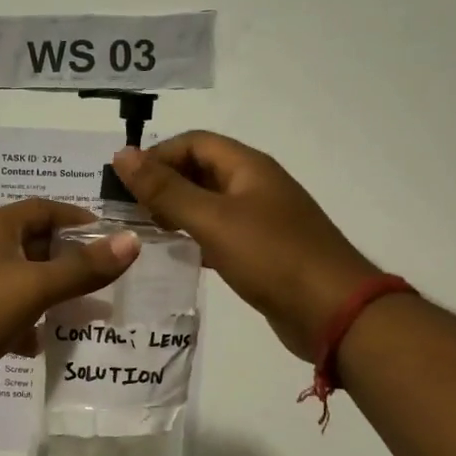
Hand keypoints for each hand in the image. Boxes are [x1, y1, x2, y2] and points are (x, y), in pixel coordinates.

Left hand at [0, 199, 140, 404]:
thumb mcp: (34, 286)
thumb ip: (83, 267)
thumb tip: (130, 241)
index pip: (44, 208)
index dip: (78, 218)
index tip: (111, 238)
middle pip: (35, 244)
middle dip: (69, 261)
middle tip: (104, 280)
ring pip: (21, 280)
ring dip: (49, 295)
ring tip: (83, 314)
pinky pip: (3, 310)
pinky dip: (24, 322)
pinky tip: (39, 344)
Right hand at [113, 133, 377, 361]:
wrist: (334, 312)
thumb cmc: (272, 257)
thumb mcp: (212, 220)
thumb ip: (165, 190)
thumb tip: (122, 154)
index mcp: (248, 167)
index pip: (194, 142)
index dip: (158, 155)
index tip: (125, 184)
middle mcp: (255, 186)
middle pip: (201, 170)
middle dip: (164, 183)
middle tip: (129, 211)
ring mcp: (261, 219)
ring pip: (209, 203)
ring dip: (176, 211)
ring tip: (144, 231)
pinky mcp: (263, 251)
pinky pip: (220, 232)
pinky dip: (195, 237)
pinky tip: (176, 254)